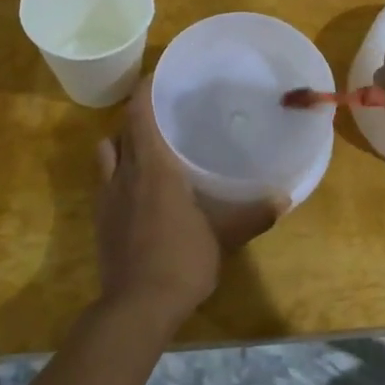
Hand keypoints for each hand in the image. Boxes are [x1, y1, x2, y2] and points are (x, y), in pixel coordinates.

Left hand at [94, 76, 286, 327]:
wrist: (136, 307)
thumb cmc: (182, 260)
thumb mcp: (224, 236)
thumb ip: (253, 214)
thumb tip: (284, 198)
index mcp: (152, 167)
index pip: (139, 114)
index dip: (144, 91)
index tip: (157, 77)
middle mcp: (124, 174)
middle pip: (121, 131)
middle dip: (137, 117)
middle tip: (163, 115)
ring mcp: (106, 198)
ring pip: (106, 155)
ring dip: (122, 146)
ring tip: (147, 151)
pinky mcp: (100, 221)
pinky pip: (105, 183)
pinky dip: (118, 175)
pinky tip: (140, 192)